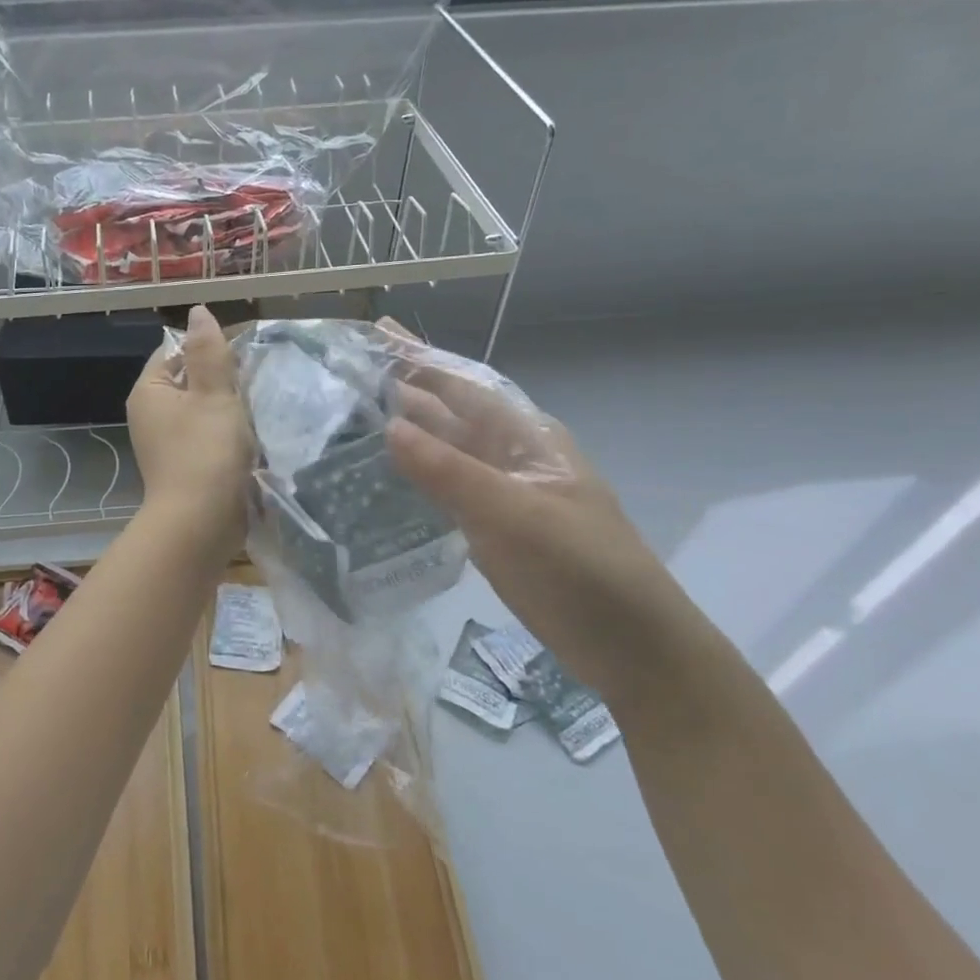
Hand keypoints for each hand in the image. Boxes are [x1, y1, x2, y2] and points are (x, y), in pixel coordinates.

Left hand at [127, 305, 253, 550]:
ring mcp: (166, 443)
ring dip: (228, 409)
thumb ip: (209, 351)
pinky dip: (226, 434)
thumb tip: (197, 312)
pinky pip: (207, 437)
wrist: (200, 525)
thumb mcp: (213, 394)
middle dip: (222, 380)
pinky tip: (250, 437)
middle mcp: (151, 415)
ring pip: (202, 410)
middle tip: (254, 382)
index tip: (241, 357)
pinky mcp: (185, 466)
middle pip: (190, 380)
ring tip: (257, 408)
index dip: (207, 348)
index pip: (175, 351)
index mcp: (149, 392)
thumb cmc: (206, 453)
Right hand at [380, 330, 714, 707]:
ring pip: (443, 451)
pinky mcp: (491, 529)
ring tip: (350, 416)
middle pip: (450, 413)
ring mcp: (501, 494)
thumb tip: (389, 426)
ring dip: (403, 432)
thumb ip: (449, 472)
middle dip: (404, 389)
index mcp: (526, 438)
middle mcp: (511, 457)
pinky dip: (412, 476)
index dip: (420, 358)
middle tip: (347, 372)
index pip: (463, 385)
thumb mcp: (514, 515)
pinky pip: (442, 490)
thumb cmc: (581, 570)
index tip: (376, 331)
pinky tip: (381, 475)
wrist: (631, 647)